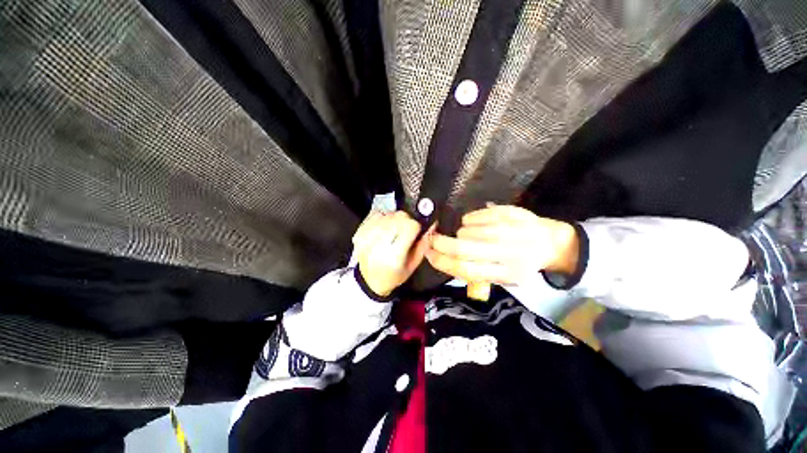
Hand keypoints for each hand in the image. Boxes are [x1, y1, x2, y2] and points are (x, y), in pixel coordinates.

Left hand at [352, 211, 433, 296]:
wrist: (369, 281)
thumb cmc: (394, 275)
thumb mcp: (413, 265)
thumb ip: (423, 245)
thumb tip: (431, 225)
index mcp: (395, 256)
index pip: (410, 226)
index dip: (416, 226)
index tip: (415, 232)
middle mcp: (379, 245)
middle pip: (399, 217)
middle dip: (406, 221)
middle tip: (404, 231)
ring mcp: (367, 238)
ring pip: (388, 214)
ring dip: (393, 219)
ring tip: (392, 231)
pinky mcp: (359, 233)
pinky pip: (375, 215)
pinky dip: (382, 218)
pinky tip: (383, 228)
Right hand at [426, 205, 578, 284]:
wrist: (551, 243)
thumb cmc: (521, 262)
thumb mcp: (502, 276)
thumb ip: (475, 271)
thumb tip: (444, 259)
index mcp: (505, 274)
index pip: (464, 270)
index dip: (441, 261)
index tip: (428, 254)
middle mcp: (508, 253)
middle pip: (463, 249)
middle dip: (440, 243)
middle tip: (431, 239)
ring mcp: (510, 231)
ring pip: (468, 231)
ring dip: (459, 232)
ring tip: (462, 233)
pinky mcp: (509, 214)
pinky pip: (477, 216)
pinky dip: (468, 220)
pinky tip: (471, 223)